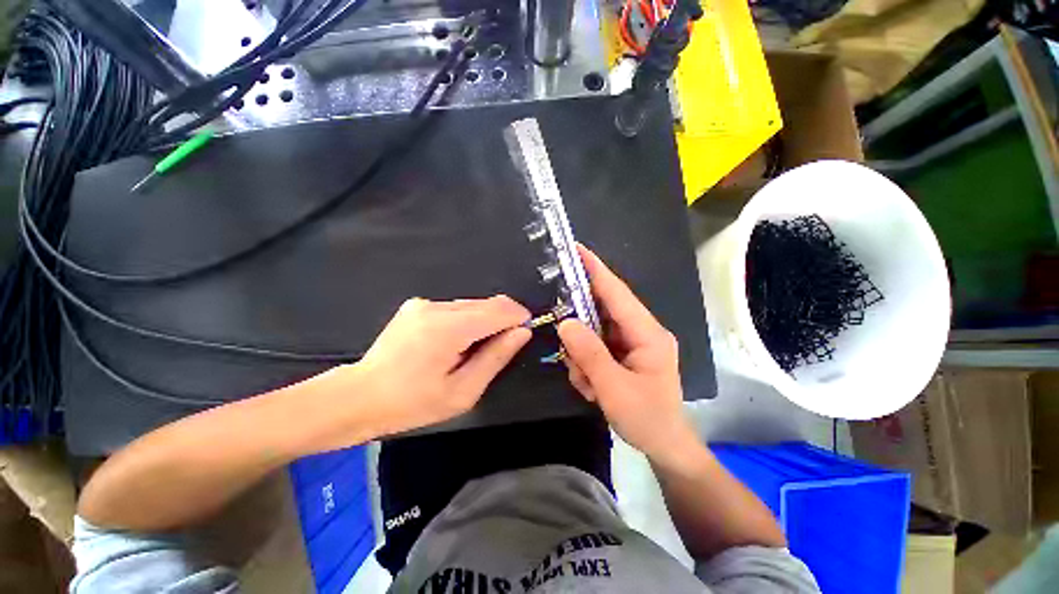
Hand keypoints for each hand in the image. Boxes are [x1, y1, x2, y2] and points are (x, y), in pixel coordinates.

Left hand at [355, 295, 530, 436]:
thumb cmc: (413, 403)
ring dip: (484, 321)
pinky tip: (455, 342)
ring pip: (472, 304)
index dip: (518, 316)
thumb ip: (496, 357)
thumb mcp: (463, 391)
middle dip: (503, 319)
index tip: (526, 330)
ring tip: (475, 349)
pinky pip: (455, 308)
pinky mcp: (416, 305)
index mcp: (448, 329)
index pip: (498, 310)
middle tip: (503, 346)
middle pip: (487, 303)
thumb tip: (522, 332)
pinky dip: (466, 320)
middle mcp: (436, 307)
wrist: (360, 396)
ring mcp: (424, 304)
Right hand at [558, 245, 695, 463]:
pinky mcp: (621, 353)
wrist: (664, 445)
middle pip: (602, 309)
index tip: (576, 249)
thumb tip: (565, 322)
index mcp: (648, 333)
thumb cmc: (648, 419)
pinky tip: (591, 385)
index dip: (595, 269)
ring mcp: (630, 342)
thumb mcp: (615, 389)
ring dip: (582, 354)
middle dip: (579, 323)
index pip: (617, 293)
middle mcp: (640, 331)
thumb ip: (590, 354)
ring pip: (593, 330)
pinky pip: (594, 346)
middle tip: (562, 331)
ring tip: (587, 381)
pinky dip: (585, 363)